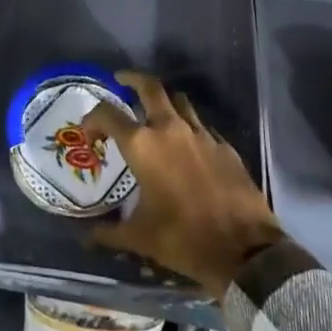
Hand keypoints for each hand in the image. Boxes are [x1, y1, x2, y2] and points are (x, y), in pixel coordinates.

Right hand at [84, 71, 285, 299]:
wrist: (244, 250)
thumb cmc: (184, 239)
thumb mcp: (141, 238)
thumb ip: (110, 233)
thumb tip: (87, 238)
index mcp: (143, 145)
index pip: (108, 114)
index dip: (93, 117)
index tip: (89, 130)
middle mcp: (170, 129)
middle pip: (149, 86)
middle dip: (132, 79)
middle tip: (121, 81)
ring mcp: (201, 134)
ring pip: (179, 100)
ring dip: (164, 100)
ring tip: (155, 111)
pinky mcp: (224, 145)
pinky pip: (202, 125)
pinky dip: (189, 127)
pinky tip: (188, 144)